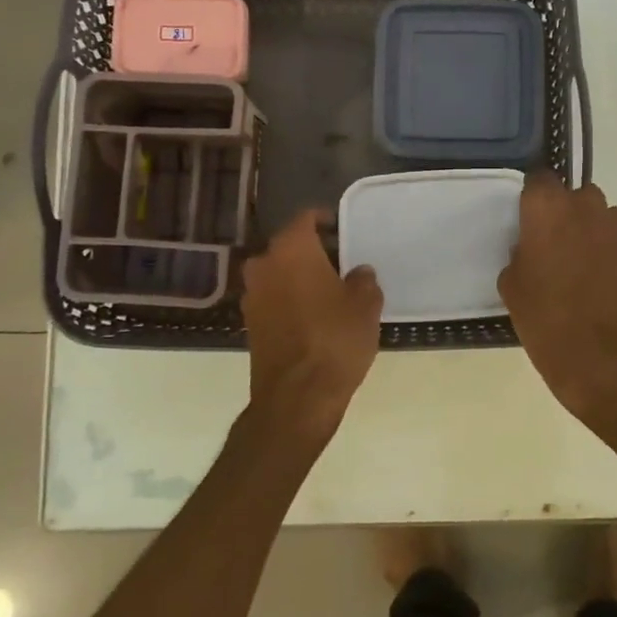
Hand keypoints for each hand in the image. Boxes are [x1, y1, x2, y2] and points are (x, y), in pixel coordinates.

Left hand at [241, 210, 383, 438]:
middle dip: (313, 251)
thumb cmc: (335, 339)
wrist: (297, 397)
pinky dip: (291, 300)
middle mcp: (264, 265)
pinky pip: (274, 298)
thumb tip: (358, 273)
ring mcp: (252, 296)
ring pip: (279, 273)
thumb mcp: (365, 305)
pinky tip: (314, 316)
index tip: (343, 229)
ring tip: (330, 291)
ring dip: (300, 277)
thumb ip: (363, 280)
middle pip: (289, 246)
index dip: (325, 220)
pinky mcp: (250, 324)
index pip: (305, 219)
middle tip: (342, 262)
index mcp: (291, 250)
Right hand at [498, 174, 616, 426]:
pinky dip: (607, 251)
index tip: (527, 219)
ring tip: (579, 263)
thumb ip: (520, 255)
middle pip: (575, 195)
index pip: (539, 179)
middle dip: (565, 212)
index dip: (533, 198)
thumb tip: (531, 251)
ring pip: (600, 215)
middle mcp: (585, 207)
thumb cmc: (546, 319)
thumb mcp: (513, 287)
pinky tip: (599, 281)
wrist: (603, 355)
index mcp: (547, 209)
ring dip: (589, 229)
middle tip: (552, 243)